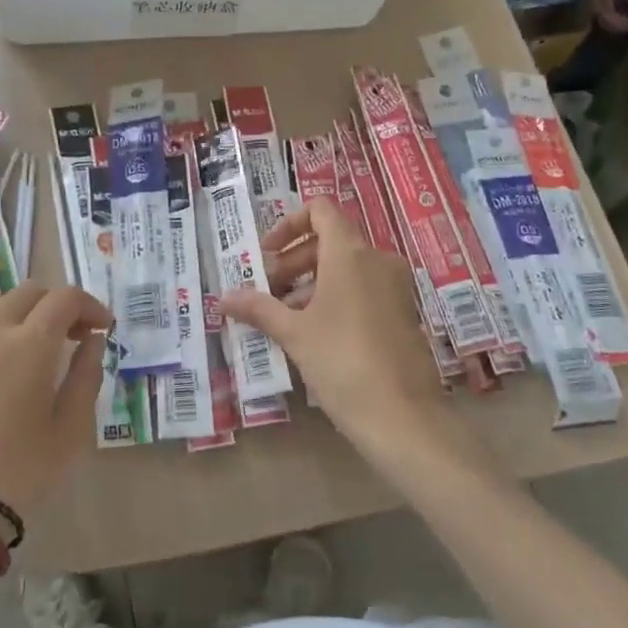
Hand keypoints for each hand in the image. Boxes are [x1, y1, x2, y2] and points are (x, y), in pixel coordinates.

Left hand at [0, 283, 111, 525]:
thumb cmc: (18, 477)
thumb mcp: (70, 433)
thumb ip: (86, 377)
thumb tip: (92, 339)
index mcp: (30, 345)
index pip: (65, 299)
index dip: (88, 305)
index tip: (97, 327)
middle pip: (25, 292)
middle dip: (52, 306)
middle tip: (62, 336)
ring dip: (6, 310)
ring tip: (11, 339)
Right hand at [219, 198, 455, 466]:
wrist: (403, 417)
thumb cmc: (343, 362)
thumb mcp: (294, 334)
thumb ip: (259, 309)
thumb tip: (224, 298)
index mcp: (351, 253)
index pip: (320, 210)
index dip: (289, 223)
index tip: (267, 253)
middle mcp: (377, 260)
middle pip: (329, 240)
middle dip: (293, 261)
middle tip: (267, 291)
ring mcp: (395, 287)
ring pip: (346, 268)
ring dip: (311, 283)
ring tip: (283, 317)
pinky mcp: (403, 313)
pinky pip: (363, 289)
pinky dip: (335, 298)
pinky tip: (313, 334)